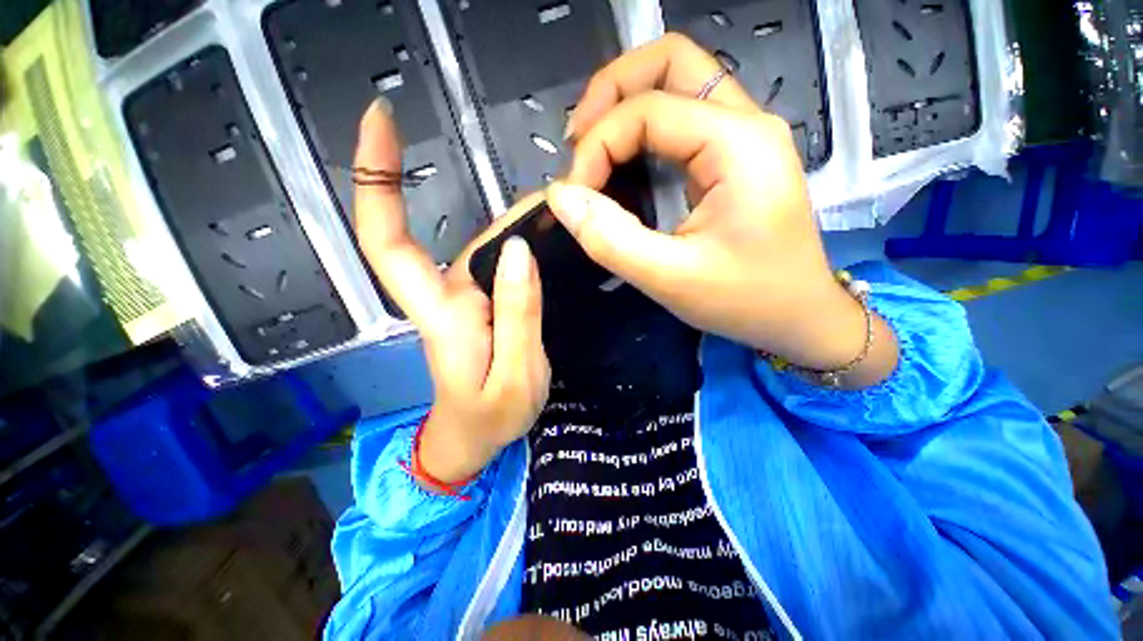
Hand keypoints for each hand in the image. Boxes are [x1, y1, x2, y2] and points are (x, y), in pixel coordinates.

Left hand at [353, 101, 549, 483]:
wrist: (475, 440)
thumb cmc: (490, 418)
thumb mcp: (516, 375)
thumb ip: (518, 315)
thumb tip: (519, 250)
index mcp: (440, 313)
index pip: (387, 241)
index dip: (375, 178)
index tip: (379, 118)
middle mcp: (445, 295)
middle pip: (466, 233)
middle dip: (512, 211)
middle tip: (566, 205)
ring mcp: (465, 298)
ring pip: (491, 246)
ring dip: (526, 227)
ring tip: (571, 224)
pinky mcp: (484, 304)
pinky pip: (503, 264)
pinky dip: (527, 245)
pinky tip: (556, 243)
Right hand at [551, 34, 896, 386]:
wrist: (798, 316)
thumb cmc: (744, 300)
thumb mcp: (670, 278)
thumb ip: (610, 238)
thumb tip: (560, 197)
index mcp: (737, 144)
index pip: (646, 110)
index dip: (596, 147)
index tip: (574, 196)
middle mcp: (745, 123)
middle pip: (670, 61)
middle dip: (610, 93)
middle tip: (577, 143)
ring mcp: (743, 136)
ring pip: (677, 82)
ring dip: (624, 106)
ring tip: (592, 152)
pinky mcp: (735, 157)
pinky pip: (682, 119)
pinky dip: (642, 131)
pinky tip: (623, 165)